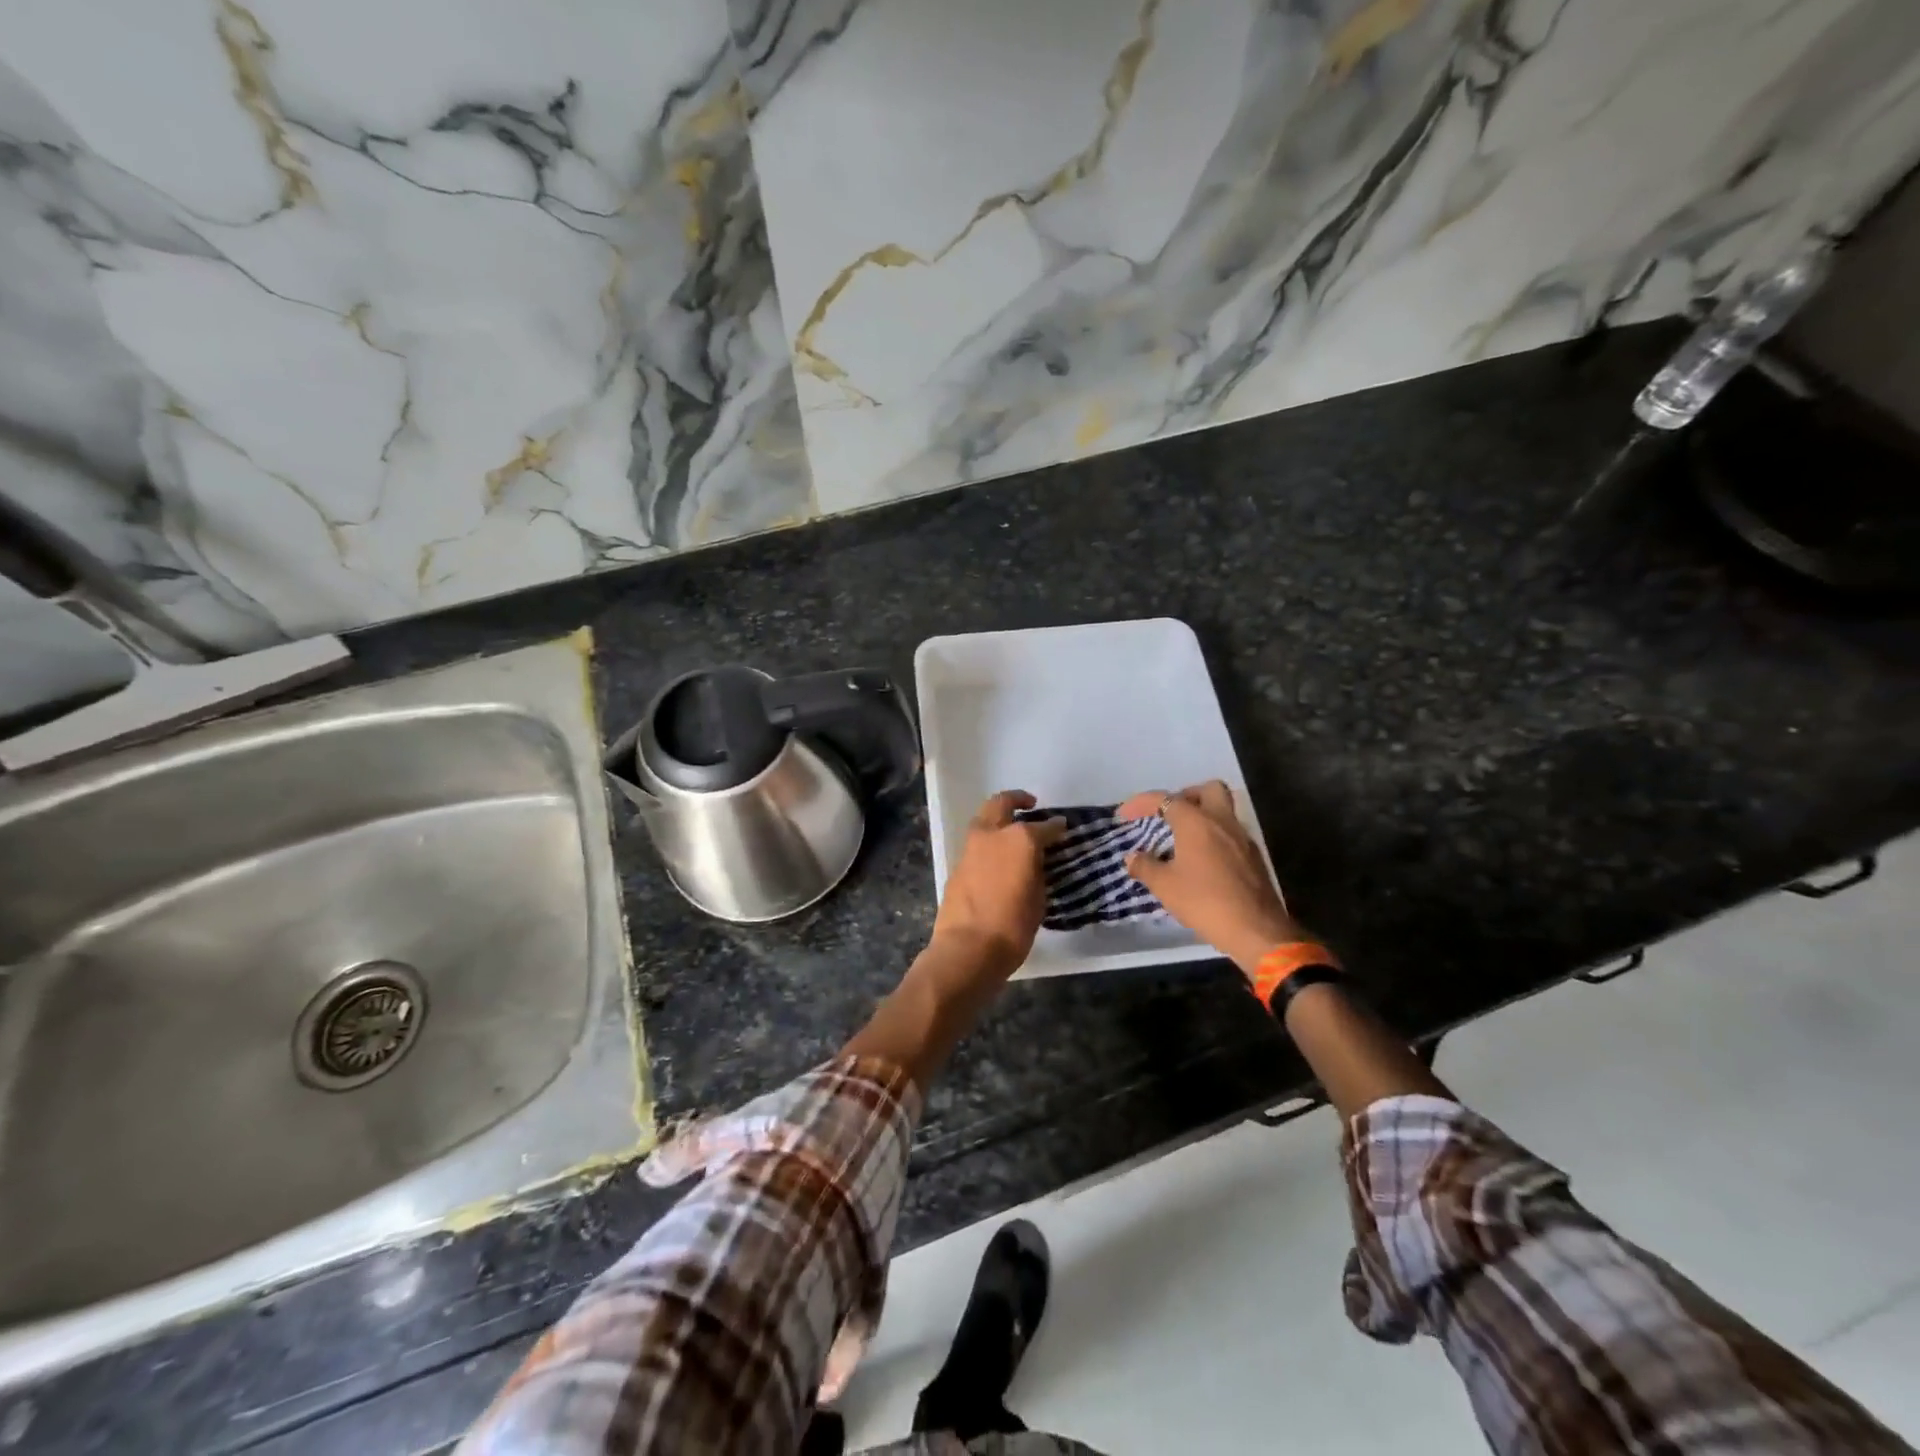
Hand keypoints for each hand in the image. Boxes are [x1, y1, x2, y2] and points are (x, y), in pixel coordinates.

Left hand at [928, 790, 1065, 986]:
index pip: (1045, 826)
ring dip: (998, 818)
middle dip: (1017, 800)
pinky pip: (976, 841)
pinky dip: (988, 840)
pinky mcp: (957, 862)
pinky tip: (998, 855)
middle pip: (1003, 803)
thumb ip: (1038, 871)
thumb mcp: (1039, 898)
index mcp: (1020, 839)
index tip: (1063, 828)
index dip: (1056, 827)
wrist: (968, 948)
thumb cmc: (1013, 927)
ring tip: (1012, 829)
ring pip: (984, 818)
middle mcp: (993, 834)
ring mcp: (971, 846)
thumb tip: (1037, 861)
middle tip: (1031, 805)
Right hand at [1118, 781, 1301, 976]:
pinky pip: (1232, 833)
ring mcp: (1243, 838)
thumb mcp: (1165, 886)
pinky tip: (1203, 861)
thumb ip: (1145, 866)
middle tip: (1169, 815)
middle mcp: (1222, 821)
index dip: (1141, 803)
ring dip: (1203, 816)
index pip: (1165, 799)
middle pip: (1208, 790)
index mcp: (1196, 822)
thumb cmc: (1204, 902)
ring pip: (1224, 810)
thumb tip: (1132, 857)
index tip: (1124, 816)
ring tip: (1183, 839)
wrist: (1255, 931)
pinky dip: (1215, 836)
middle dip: (1186, 796)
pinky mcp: (1254, 857)